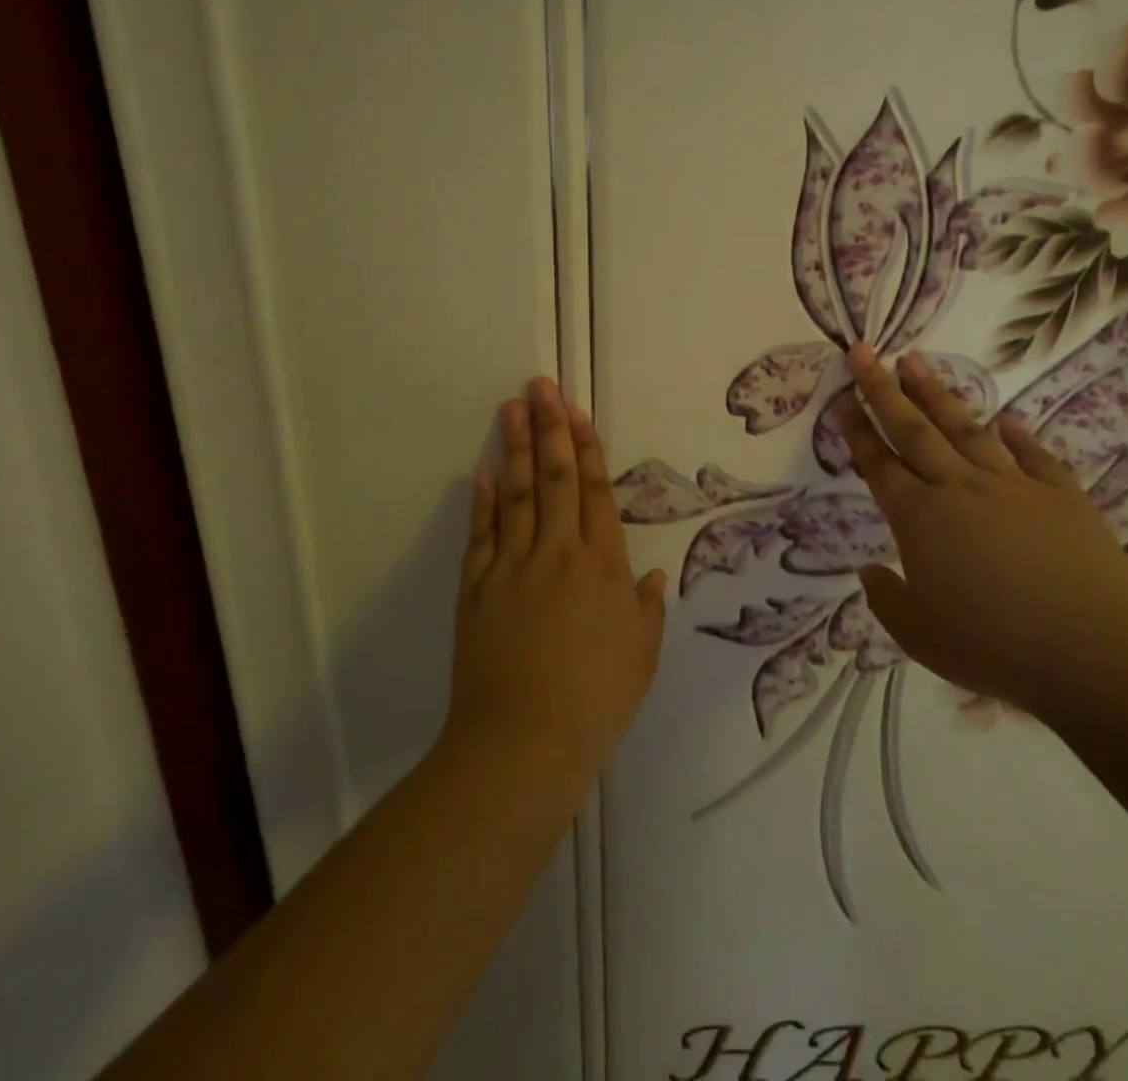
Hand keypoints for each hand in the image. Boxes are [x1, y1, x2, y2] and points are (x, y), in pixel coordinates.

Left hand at [445, 378, 666, 798]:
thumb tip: (650, 573)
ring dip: (515, 448)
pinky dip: (482, 501)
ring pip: (516, 495)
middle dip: (549, 429)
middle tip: (541, 386)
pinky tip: (484, 471)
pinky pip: (481, 535)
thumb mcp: (640, 657)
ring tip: (511, 409)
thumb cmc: (595, 701)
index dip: (586, 449)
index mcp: (603, 567)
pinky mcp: (477, 589)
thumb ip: (645, 609)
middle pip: (554, 479)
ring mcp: (513, 567)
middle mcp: (559, 554)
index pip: (595, 493)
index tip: (576, 412)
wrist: (524, 741)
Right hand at [837, 344, 1127, 714]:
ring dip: (937, 393)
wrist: (1095, 652)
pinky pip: (1033, 454)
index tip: (841, 398)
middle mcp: (960, 489)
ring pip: (965, 428)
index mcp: (920, 519)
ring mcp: (1013, 486)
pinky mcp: (1061, 494)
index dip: (857, 430)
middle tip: (864, 351)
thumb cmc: (995, 648)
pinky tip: (1005, 418)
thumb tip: (869, 570)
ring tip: (916, 360)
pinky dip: (1017, 434)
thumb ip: (887, 600)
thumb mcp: (920, 637)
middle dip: (883, 389)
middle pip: (913, 430)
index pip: (879, 464)